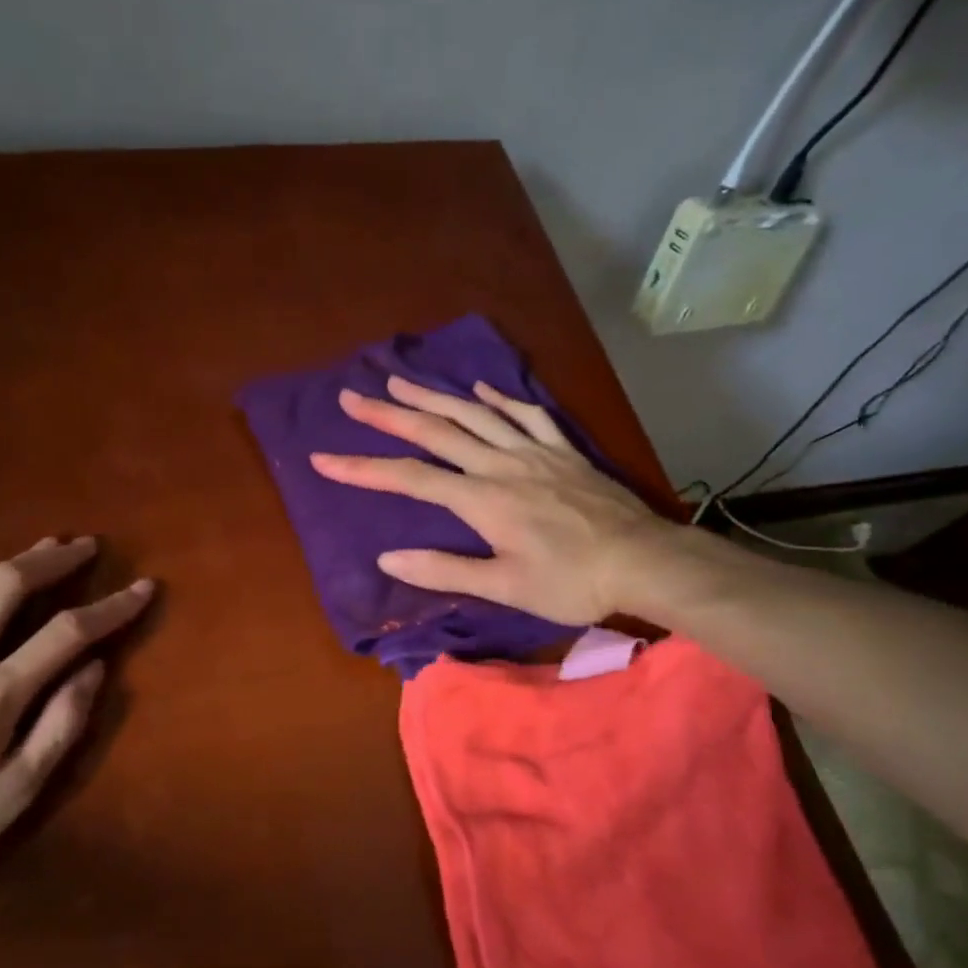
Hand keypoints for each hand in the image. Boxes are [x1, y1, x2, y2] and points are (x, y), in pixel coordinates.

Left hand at [0, 537, 152, 908]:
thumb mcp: (12, 798)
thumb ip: (58, 729)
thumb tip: (95, 670)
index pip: (67, 633)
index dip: (112, 606)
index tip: (143, 587)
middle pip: (9, 588)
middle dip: (52, 560)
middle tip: (83, 547)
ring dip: (6, 565)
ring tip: (36, 552)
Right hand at [309, 376, 666, 625]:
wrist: (643, 562)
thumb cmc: (571, 582)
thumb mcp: (504, 587)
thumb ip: (445, 570)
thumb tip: (387, 558)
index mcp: (482, 499)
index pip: (409, 479)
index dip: (363, 468)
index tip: (323, 458)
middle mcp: (500, 464)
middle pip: (436, 432)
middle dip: (388, 415)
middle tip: (353, 397)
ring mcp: (534, 451)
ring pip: (475, 414)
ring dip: (434, 396)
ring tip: (400, 381)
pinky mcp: (562, 450)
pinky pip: (527, 414)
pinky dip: (500, 398)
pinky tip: (482, 388)